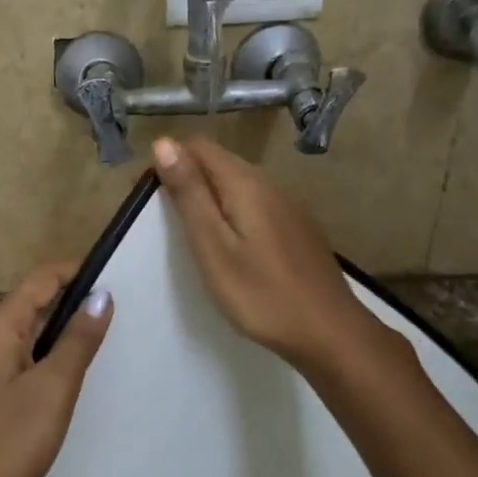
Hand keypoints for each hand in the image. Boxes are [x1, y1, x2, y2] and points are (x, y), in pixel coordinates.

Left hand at [0, 263, 113, 476]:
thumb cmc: (7, 441)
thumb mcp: (52, 388)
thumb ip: (78, 340)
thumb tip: (101, 295)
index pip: (41, 279)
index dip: (77, 271)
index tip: (117, 275)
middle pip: (35, 302)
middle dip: (75, 300)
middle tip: (122, 308)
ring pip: (31, 332)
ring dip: (65, 329)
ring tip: (108, 336)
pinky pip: (26, 357)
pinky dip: (52, 355)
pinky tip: (75, 372)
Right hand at [152, 136, 376, 370]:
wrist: (330, 333)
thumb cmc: (261, 295)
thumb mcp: (213, 247)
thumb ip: (190, 194)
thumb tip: (164, 143)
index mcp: (245, 183)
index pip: (199, 147)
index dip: (168, 160)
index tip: (147, 195)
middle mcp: (269, 183)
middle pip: (219, 162)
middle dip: (186, 177)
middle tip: (162, 219)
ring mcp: (288, 205)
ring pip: (237, 183)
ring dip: (208, 195)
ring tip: (188, 233)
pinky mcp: (296, 227)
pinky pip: (255, 203)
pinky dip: (231, 212)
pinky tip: (228, 244)